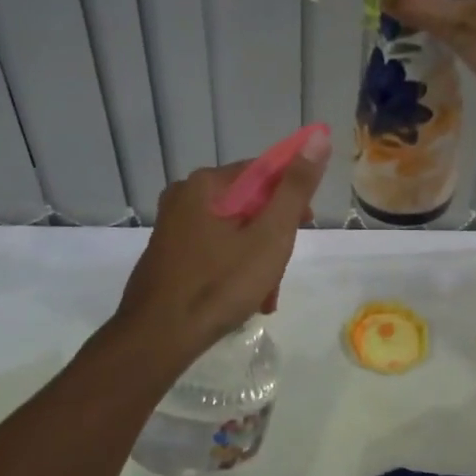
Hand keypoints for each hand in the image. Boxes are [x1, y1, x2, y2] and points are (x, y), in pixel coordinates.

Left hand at [115, 135, 330, 360]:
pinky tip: (245, 299)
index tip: (305, 224)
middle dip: (273, 235)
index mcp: (206, 184)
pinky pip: (213, 250)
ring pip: (232, 231)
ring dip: (256, 258)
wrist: (158, 338)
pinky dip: (234, 269)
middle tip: (282, 267)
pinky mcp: (168, 255)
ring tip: (266, 294)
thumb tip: (318, 138)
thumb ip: (295, 188)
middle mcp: (183, 196)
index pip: (263, 171)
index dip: (291, 195)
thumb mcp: (270, 236)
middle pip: (248, 203)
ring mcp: (172, 227)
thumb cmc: (219, 283)